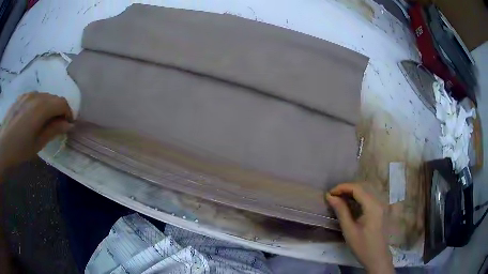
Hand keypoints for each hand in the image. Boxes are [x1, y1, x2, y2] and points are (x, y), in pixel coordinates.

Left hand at [0, 92, 72, 171]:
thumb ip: (53, 131)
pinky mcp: (22, 96)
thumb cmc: (19, 149)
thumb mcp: (37, 144)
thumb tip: (68, 124)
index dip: (68, 113)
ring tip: (44, 123)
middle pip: (54, 98)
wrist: (3, 145)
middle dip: (59, 110)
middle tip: (57, 126)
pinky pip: (35, 97)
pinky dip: (39, 105)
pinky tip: (33, 118)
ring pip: (45, 96)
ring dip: (49, 107)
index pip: (62, 103)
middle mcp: (36, 95)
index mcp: (42, 107)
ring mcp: (28, 94)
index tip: (68, 125)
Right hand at [326, 183, 393, 273]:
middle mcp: (379, 202)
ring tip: (338, 199)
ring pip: (365, 192)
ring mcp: (381, 206)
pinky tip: (350, 204)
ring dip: (352, 193)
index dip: (342, 187)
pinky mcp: (380, 210)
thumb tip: (331, 197)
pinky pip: (368, 199)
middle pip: (362, 188)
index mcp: (372, 206)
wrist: (377, 258)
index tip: (329, 193)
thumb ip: (341, 211)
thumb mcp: (349, 230)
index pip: (357, 188)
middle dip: (346, 189)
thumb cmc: (362, 246)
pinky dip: (358, 198)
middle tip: (332, 197)